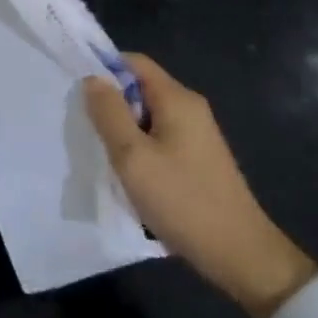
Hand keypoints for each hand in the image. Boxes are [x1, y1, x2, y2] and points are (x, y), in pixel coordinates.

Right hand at [86, 54, 315, 317]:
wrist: (241, 256)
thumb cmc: (183, 200)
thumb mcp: (133, 156)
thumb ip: (109, 112)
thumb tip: (93, 78)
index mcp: (177, 99)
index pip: (133, 62)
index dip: (103, 68)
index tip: (77, 90)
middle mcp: (190, 108)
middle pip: (140, 88)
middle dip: (111, 103)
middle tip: (86, 127)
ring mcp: (197, 135)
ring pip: (147, 115)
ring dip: (123, 129)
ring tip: (103, 153)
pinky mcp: (198, 158)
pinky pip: (159, 137)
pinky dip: (139, 147)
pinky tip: (129, 173)